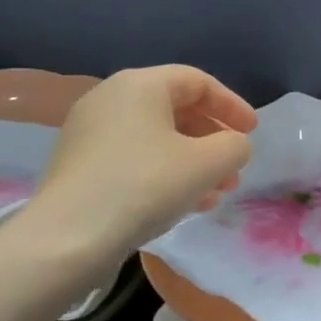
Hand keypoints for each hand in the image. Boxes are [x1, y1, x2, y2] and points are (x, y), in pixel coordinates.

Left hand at [23, 66, 256, 255]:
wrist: (68, 238)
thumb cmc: (145, 186)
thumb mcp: (207, 163)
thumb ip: (234, 146)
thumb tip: (234, 146)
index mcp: (140, 85)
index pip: (198, 82)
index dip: (231, 105)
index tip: (253, 132)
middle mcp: (111, 98)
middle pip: (177, 110)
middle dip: (212, 140)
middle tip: (235, 168)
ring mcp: (90, 133)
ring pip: (157, 139)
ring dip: (193, 162)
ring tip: (216, 193)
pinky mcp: (80, 166)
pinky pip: (135, 158)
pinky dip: (165, 173)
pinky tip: (185, 204)